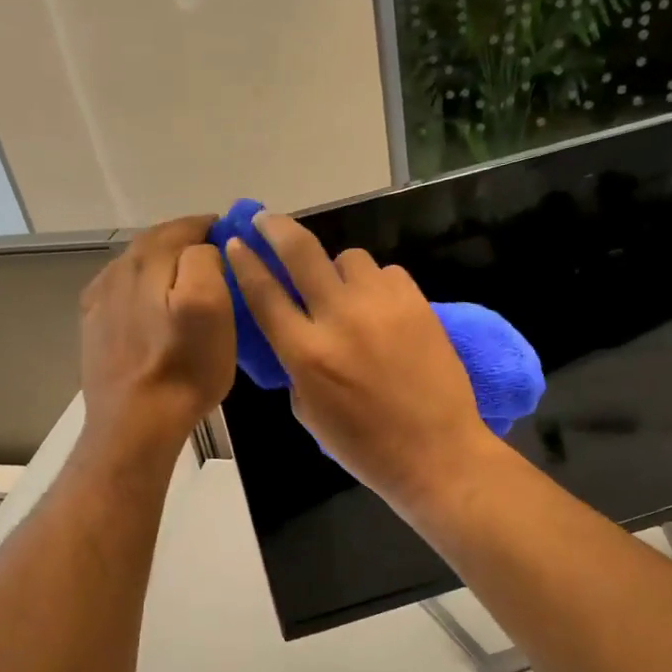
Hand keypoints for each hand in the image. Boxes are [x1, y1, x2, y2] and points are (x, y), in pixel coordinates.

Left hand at [78, 215, 235, 458]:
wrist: (135, 423)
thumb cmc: (183, 367)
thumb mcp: (211, 307)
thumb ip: (205, 261)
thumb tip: (202, 249)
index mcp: (147, 261)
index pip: (184, 227)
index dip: (211, 227)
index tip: (234, 235)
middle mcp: (117, 271)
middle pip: (156, 243)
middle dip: (185, 242)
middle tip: (216, 255)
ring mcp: (100, 300)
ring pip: (136, 266)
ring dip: (162, 264)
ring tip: (188, 279)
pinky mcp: (94, 327)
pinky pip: (121, 292)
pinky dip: (141, 287)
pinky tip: (152, 304)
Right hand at [224, 212, 500, 509]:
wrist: (436, 452)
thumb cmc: (364, 446)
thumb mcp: (309, 412)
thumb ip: (295, 365)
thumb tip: (294, 332)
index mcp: (305, 352)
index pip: (264, 292)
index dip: (245, 262)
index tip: (236, 242)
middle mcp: (339, 318)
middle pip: (301, 252)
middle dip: (277, 228)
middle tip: (267, 219)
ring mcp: (382, 306)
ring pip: (349, 258)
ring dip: (337, 268)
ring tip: (342, 290)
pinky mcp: (417, 303)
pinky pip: (386, 273)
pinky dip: (375, 284)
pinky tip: (379, 308)